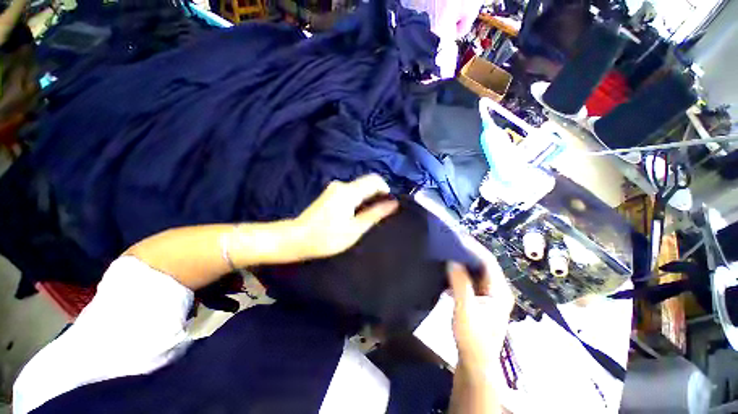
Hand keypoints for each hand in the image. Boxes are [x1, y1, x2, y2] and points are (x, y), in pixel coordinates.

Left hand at [291, 174, 398, 259]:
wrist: (297, 239)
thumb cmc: (327, 237)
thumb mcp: (355, 228)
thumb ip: (375, 213)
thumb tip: (393, 203)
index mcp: (349, 192)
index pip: (374, 180)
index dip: (386, 189)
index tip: (388, 204)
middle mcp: (342, 185)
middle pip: (367, 183)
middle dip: (377, 195)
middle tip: (380, 213)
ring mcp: (334, 188)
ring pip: (359, 188)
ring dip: (368, 198)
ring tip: (368, 216)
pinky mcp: (330, 194)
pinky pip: (351, 192)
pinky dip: (358, 200)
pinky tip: (355, 214)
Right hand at [448, 238, 514, 372]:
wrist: (475, 362)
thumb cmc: (473, 338)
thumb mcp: (465, 309)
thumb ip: (460, 284)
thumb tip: (453, 260)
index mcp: (499, 291)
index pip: (488, 261)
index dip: (473, 248)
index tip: (457, 237)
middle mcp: (496, 290)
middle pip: (482, 265)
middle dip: (466, 253)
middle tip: (449, 243)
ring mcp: (488, 295)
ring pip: (474, 272)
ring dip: (461, 263)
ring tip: (446, 253)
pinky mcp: (479, 299)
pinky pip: (469, 280)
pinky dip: (458, 274)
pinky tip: (446, 273)